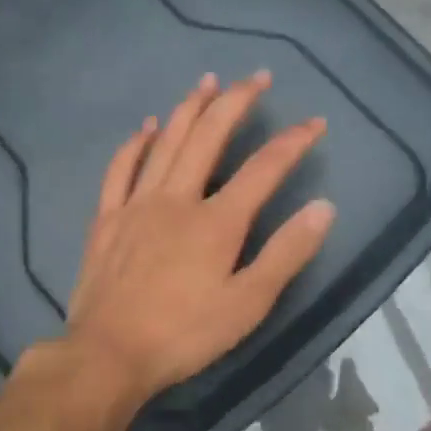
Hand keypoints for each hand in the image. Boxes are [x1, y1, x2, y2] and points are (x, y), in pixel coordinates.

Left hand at [64, 71, 334, 404]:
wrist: (108, 354)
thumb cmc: (184, 334)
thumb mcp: (247, 304)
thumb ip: (286, 253)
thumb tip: (323, 207)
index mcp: (217, 221)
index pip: (264, 168)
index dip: (293, 141)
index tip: (315, 122)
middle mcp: (177, 198)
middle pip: (209, 136)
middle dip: (236, 101)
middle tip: (257, 76)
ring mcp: (137, 204)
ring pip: (165, 141)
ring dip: (188, 108)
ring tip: (207, 81)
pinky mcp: (108, 218)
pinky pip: (121, 168)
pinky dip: (135, 143)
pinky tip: (146, 126)